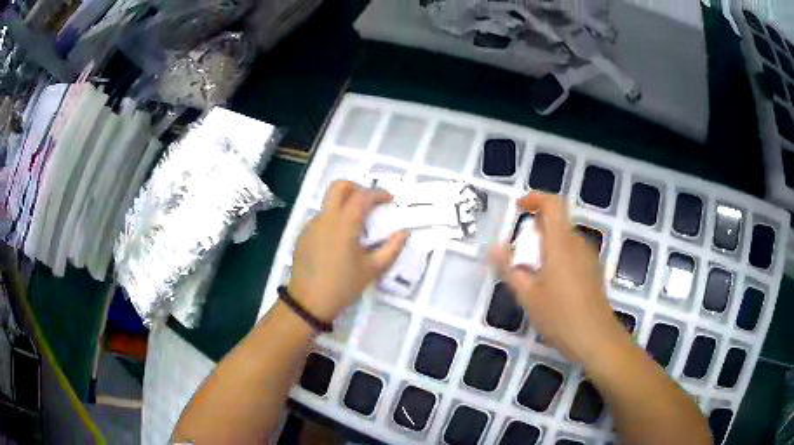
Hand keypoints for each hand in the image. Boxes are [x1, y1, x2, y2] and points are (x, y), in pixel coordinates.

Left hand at [288, 181, 407, 322]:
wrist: (309, 302)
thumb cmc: (343, 285)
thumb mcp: (372, 269)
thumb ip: (392, 248)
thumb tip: (403, 233)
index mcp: (344, 224)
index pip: (362, 196)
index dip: (379, 193)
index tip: (390, 199)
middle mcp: (325, 218)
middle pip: (338, 186)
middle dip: (356, 187)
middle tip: (369, 203)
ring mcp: (311, 225)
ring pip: (329, 203)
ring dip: (344, 205)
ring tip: (356, 227)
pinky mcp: (303, 235)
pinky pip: (321, 218)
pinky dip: (334, 220)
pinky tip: (339, 241)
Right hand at [490, 192, 629, 364]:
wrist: (596, 339)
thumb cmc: (561, 317)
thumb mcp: (528, 296)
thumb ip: (510, 268)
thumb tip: (494, 248)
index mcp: (561, 244)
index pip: (553, 204)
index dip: (535, 198)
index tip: (519, 208)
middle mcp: (578, 244)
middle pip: (557, 222)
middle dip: (535, 231)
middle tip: (519, 257)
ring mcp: (589, 257)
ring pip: (564, 239)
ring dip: (546, 247)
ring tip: (532, 276)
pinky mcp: (593, 271)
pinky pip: (572, 253)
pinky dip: (557, 258)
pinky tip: (551, 287)